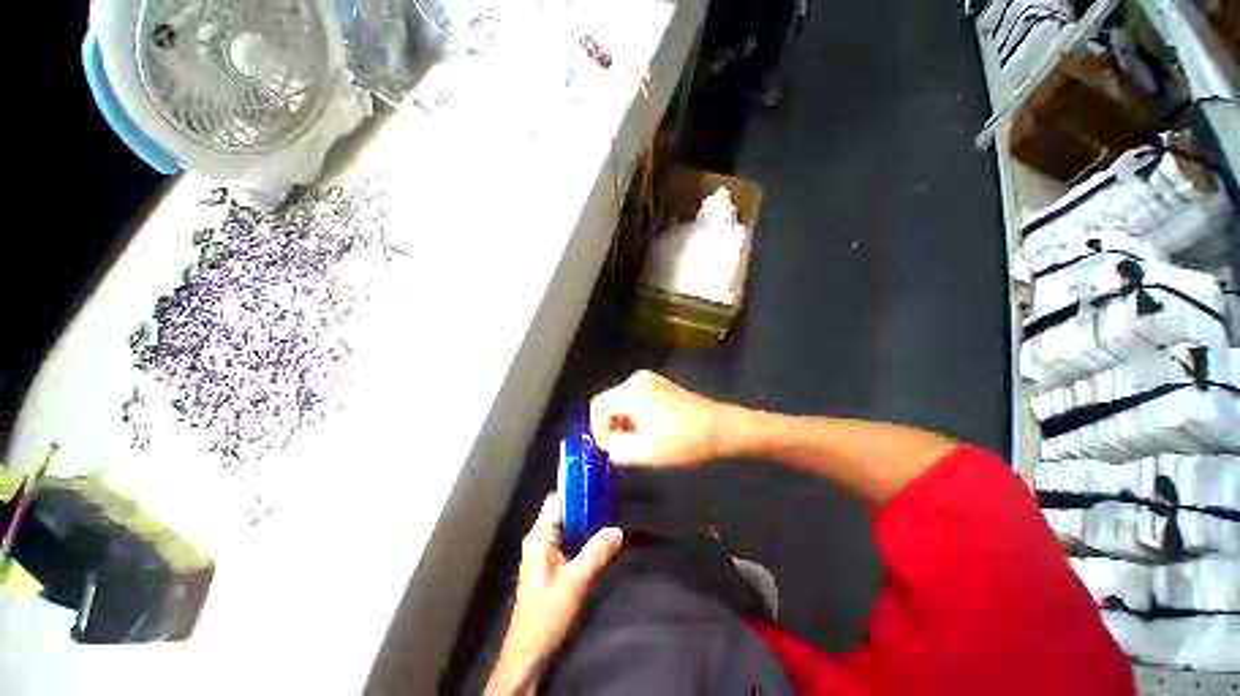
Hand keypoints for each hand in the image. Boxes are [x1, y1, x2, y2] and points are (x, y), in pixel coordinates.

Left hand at [486, 493, 622, 695]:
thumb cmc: (547, 612)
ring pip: (565, 525)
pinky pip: (566, 538)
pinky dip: (581, 533)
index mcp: (539, 536)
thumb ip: (596, 552)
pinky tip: (597, 534)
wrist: (529, 651)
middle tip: (608, 494)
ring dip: (584, 518)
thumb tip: (618, 530)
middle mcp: (538, 538)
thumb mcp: (576, 581)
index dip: (574, 488)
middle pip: (561, 510)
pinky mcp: (548, 563)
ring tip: (607, 509)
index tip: (596, 479)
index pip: (556, 500)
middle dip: (583, 502)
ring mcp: (542, 551)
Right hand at [589, 370, 733, 466]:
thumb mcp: (645, 452)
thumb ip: (617, 448)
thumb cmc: (684, 441)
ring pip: (622, 401)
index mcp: (632, 392)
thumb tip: (610, 443)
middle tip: (625, 447)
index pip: (597, 406)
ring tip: (639, 441)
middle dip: (612, 426)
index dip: (598, 430)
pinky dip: (635, 414)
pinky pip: (636, 398)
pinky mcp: (660, 384)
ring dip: (624, 422)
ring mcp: (650, 379)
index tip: (611, 448)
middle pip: (609, 402)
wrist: (721, 428)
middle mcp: (637, 379)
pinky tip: (651, 430)